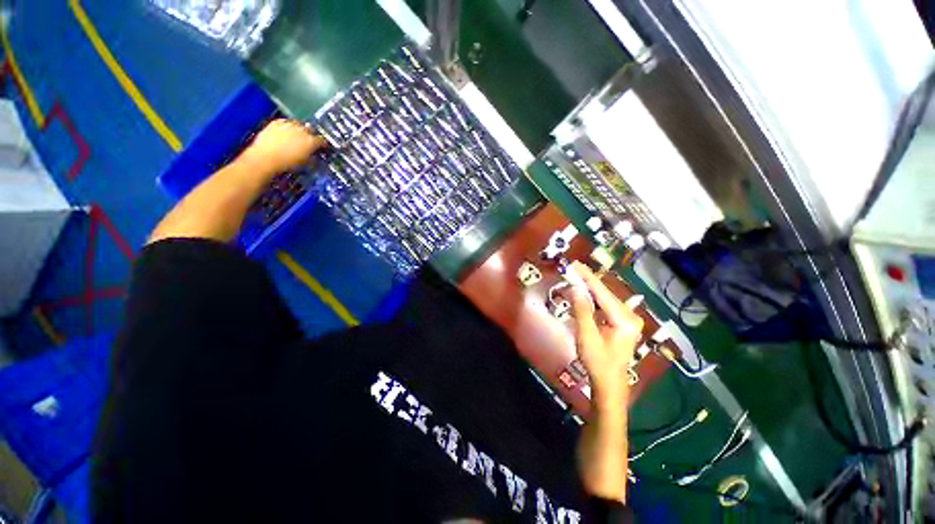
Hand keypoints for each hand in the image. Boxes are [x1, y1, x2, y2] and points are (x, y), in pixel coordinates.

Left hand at [244, 119, 327, 173]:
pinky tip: (285, 133)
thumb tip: (314, 155)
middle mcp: (301, 130)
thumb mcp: (305, 163)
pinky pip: (285, 122)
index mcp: (311, 141)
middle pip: (310, 130)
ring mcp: (288, 125)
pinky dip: (287, 127)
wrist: (265, 159)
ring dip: (299, 130)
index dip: (323, 145)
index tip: (322, 147)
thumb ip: (312, 156)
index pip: (322, 141)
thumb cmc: (286, 164)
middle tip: (309, 142)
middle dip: (311, 135)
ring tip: (296, 137)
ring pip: (298, 124)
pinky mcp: (276, 123)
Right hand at [568, 262, 643, 399]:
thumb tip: (575, 288)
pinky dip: (593, 299)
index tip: (575, 264)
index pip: (602, 292)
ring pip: (605, 298)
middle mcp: (630, 315)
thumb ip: (581, 310)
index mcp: (624, 319)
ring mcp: (627, 319)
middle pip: (605, 293)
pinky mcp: (622, 323)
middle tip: (571, 269)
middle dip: (587, 281)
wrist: (609, 383)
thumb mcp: (587, 336)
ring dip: (589, 289)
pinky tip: (583, 293)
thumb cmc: (597, 362)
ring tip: (575, 277)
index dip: (587, 277)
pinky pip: (605, 306)